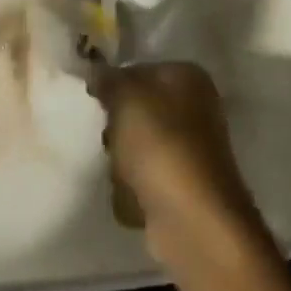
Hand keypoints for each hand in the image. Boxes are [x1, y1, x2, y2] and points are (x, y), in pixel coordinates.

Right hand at [90, 62, 263, 266]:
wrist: (193, 220)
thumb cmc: (160, 145)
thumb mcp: (126, 98)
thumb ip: (108, 80)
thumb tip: (97, 73)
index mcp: (188, 77)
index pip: (139, 70)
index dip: (114, 85)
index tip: (95, 102)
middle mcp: (195, 109)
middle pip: (138, 111)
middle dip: (117, 127)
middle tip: (109, 139)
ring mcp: (191, 151)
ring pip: (138, 147)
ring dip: (122, 162)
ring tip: (120, 172)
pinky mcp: (184, 188)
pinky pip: (145, 180)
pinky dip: (134, 191)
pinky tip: (132, 197)